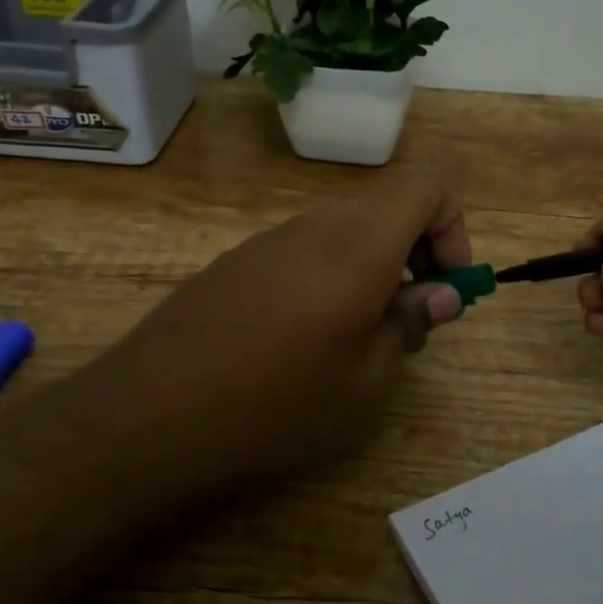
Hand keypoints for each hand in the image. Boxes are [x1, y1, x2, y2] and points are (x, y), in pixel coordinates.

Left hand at [65, 173, 471, 502]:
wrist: (149, 417)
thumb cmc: (278, 405)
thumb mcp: (367, 381)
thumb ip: (409, 324)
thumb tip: (438, 293)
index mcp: (358, 245)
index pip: (425, 187)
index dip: (452, 228)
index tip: (447, 287)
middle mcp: (313, 227)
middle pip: (385, 210)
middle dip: (415, 256)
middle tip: (409, 324)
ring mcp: (267, 241)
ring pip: (342, 233)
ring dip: (371, 272)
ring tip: (357, 342)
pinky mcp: (234, 264)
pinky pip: (301, 253)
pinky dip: (327, 280)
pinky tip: (302, 343)